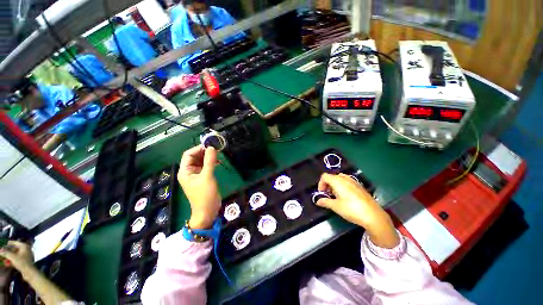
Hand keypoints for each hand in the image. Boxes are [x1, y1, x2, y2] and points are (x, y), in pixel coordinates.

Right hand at [0, 241, 34, 271]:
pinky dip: (13, 259)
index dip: (10, 243)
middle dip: (9, 250)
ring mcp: (27, 255)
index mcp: (25, 246)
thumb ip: (6, 253)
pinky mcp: (26, 261)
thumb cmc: (21, 262)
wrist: (29, 272)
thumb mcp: (12, 257)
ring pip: (17, 254)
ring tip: (5, 256)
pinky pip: (18, 259)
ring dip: (10, 255)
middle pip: (16, 248)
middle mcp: (27, 249)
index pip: (16, 243)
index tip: (5, 243)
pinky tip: (8, 262)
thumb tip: (0, 250)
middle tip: (3, 251)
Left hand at [177, 145, 220, 229]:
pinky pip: (206, 167)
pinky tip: (219, 163)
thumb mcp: (207, 177)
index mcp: (185, 171)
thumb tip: (212, 148)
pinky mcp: (203, 178)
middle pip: (195, 157)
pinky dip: (211, 163)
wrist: (207, 211)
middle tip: (216, 149)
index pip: (188, 154)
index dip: (198, 149)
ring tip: (219, 155)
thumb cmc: (205, 195)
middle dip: (205, 152)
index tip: (210, 146)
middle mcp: (189, 172)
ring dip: (209, 157)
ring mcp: (196, 175)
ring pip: (201, 162)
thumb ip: (209, 161)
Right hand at [316, 173, 399, 247]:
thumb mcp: (336, 206)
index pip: (324, 176)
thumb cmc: (351, 209)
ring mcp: (354, 181)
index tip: (322, 193)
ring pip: (340, 179)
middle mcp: (345, 178)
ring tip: (336, 196)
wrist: (373, 215)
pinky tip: (346, 197)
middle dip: (328, 185)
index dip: (320, 184)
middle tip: (328, 195)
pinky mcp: (360, 186)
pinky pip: (347, 182)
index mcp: (338, 181)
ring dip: (335, 185)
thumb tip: (317, 201)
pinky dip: (343, 186)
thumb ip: (325, 202)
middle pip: (332, 177)